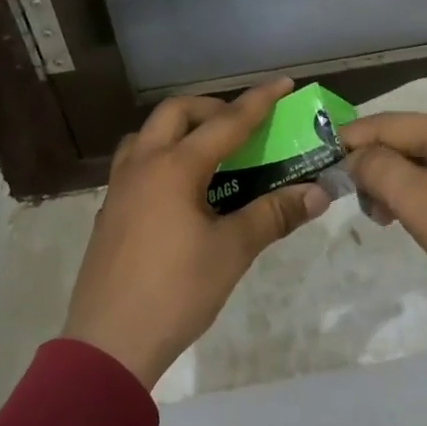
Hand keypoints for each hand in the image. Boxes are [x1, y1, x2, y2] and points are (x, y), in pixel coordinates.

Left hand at [62, 78, 329, 387]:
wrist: (109, 342)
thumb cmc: (176, 292)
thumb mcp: (232, 251)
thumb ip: (273, 215)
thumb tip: (317, 193)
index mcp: (174, 167)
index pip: (226, 123)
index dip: (258, 102)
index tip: (283, 83)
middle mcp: (142, 164)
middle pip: (176, 113)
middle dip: (212, 109)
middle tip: (241, 126)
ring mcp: (119, 186)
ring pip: (147, 135)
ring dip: (179, 130)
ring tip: (208, 152)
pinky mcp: (110, 210)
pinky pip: (136, 162)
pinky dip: (162, 156)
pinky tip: (180, 190)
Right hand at [341, 114, 426, 357]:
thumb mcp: (426, 208)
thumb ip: (382, 171)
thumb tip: (358, 155)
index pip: (394, 123)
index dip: (354, 138)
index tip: (324, 160)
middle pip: (416, 139)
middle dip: (382, 165)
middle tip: (365, 207)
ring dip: (406, 182)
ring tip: (392, 218)